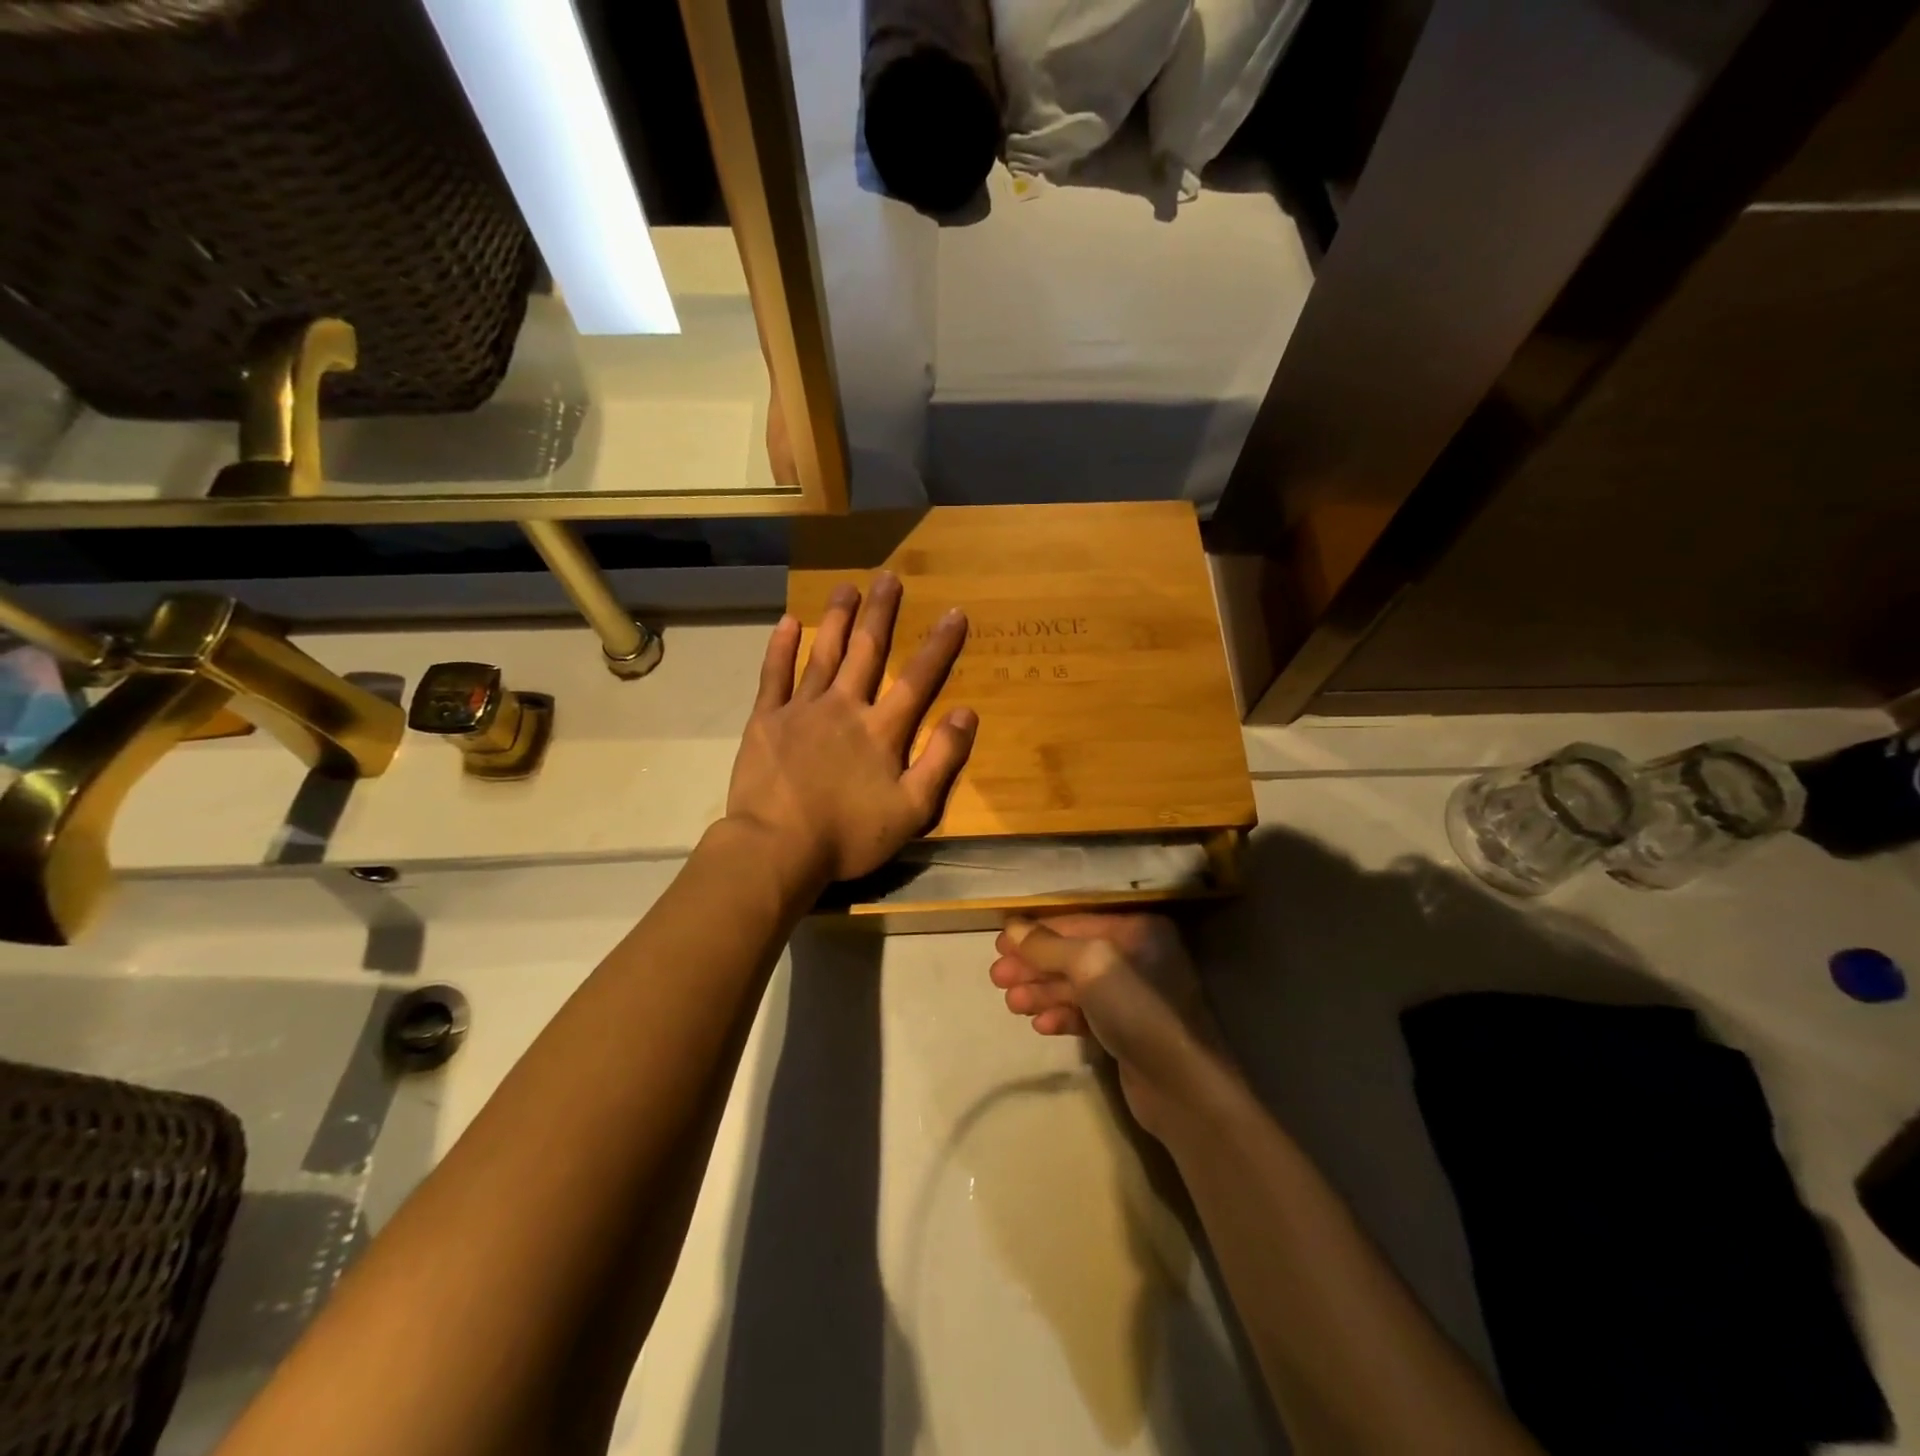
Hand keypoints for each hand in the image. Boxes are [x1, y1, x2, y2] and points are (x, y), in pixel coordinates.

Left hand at [727, 571, 976, 889]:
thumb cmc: (849, 835)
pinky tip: (788, 622)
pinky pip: (774, 676)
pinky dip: (781, 647)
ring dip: (836, 618)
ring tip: (846, 587)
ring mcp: (801, 710)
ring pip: (822, 653)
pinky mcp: (765, 720)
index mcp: (881, 730)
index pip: (917, 678)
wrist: (778, 848)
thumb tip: (966, 713)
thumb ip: (941, 760)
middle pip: (866, 651)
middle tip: (889, 576)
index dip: (938, 645)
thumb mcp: (912, 809)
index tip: (954, 611)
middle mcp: (844, 707)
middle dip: (881, 613)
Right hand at [989, 914, 1233, 1137]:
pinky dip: (1063, 1016)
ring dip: (1042, 992)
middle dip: (1034, 966)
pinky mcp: (1130, 1030)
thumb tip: (1012, 928)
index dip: (1036, 933)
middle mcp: (1139, 956)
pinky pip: (1088, 1014)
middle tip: (997, 979)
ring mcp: (1135, 995)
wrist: (1182, 1086)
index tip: (1000, 946)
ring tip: (1012, 1004)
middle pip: (1074, 954)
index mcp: (1138, 929)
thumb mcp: (1089, 964)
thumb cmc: (1136, 1008)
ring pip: (1077, 986)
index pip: (1076, 922)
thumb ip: (1048, 945)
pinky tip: (1041, 1025)